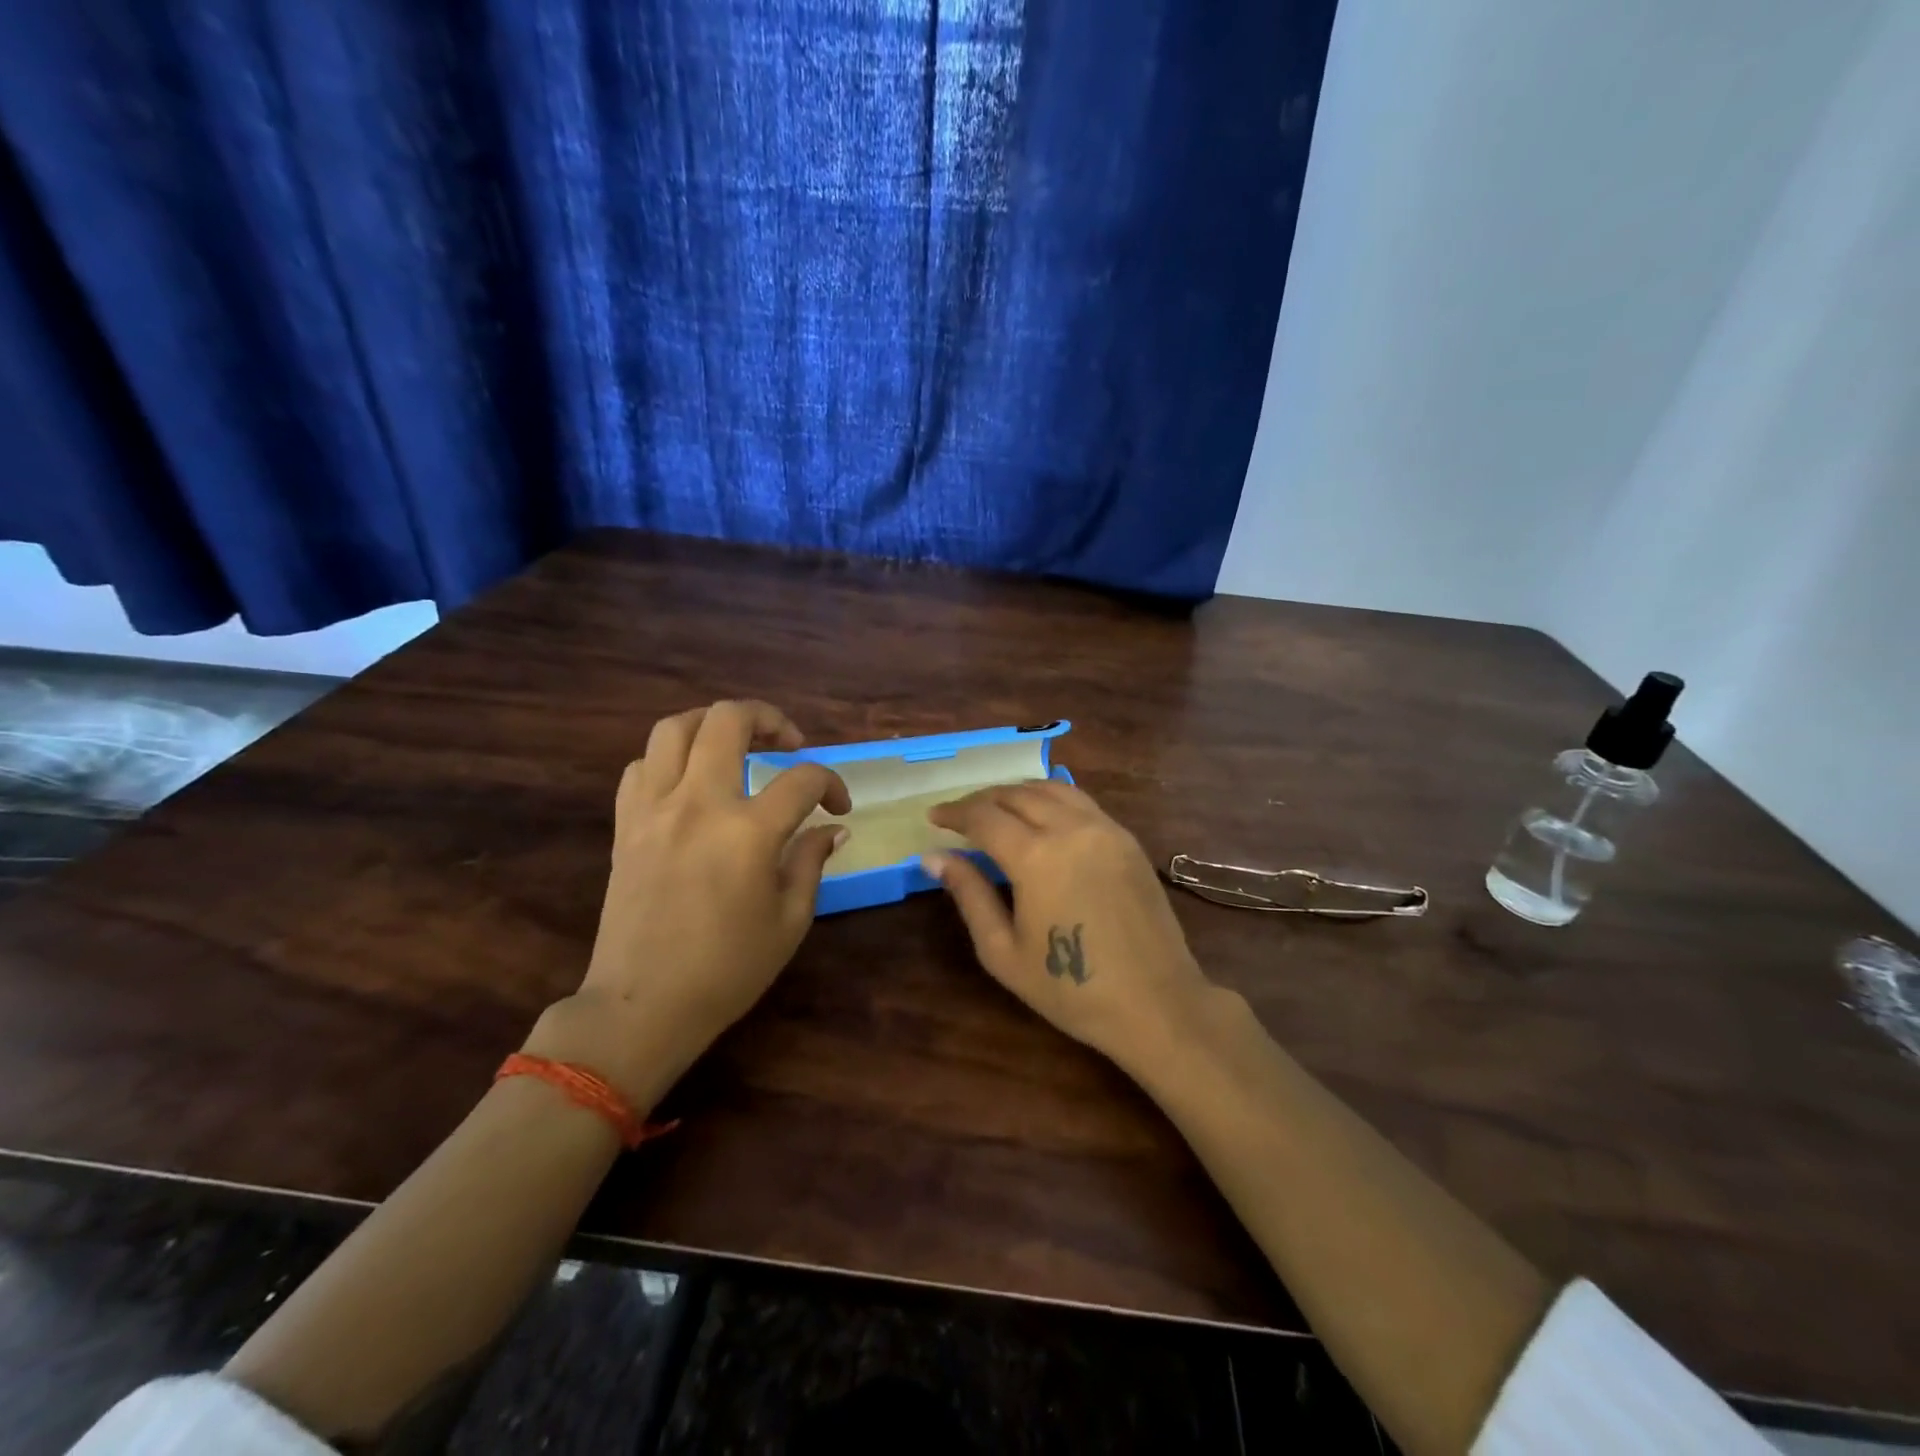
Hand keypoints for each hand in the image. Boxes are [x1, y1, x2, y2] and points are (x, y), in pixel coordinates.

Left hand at [526, 701, 849, 1106]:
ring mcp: (654, 809)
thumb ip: (811, 862)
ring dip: (712, 725)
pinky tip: (689, 781)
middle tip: (788, 742)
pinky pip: (642, 766)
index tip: (838, 808)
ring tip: (735, 745)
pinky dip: (670, 760)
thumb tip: (831, 828)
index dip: (831, 784)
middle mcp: (699, 803)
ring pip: (675, 727)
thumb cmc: (727, 971)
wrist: (642, 1006)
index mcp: (748, 832)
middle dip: (769, 718)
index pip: (802, 779)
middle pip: (729, 720)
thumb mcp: (790, 921)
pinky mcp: (625, 824)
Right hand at [922, 781, 1214, 1067]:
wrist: (1154, 1003)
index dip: (954, 813)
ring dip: (1017, 792)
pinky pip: (1081, 801)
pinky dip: (1051, 798)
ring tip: (997, 809)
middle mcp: (1070, 828)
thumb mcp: (1003, 951)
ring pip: (1052, 789)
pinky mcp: (1127, 838)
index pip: (984, 817)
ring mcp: (1104, 829)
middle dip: (982, 799)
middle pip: (1017, 795)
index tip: (933, 817)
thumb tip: (934, 857)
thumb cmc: (1070, 988)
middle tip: (961, 816)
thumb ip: (969, 895)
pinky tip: (1042, 816)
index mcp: (1036, 856)